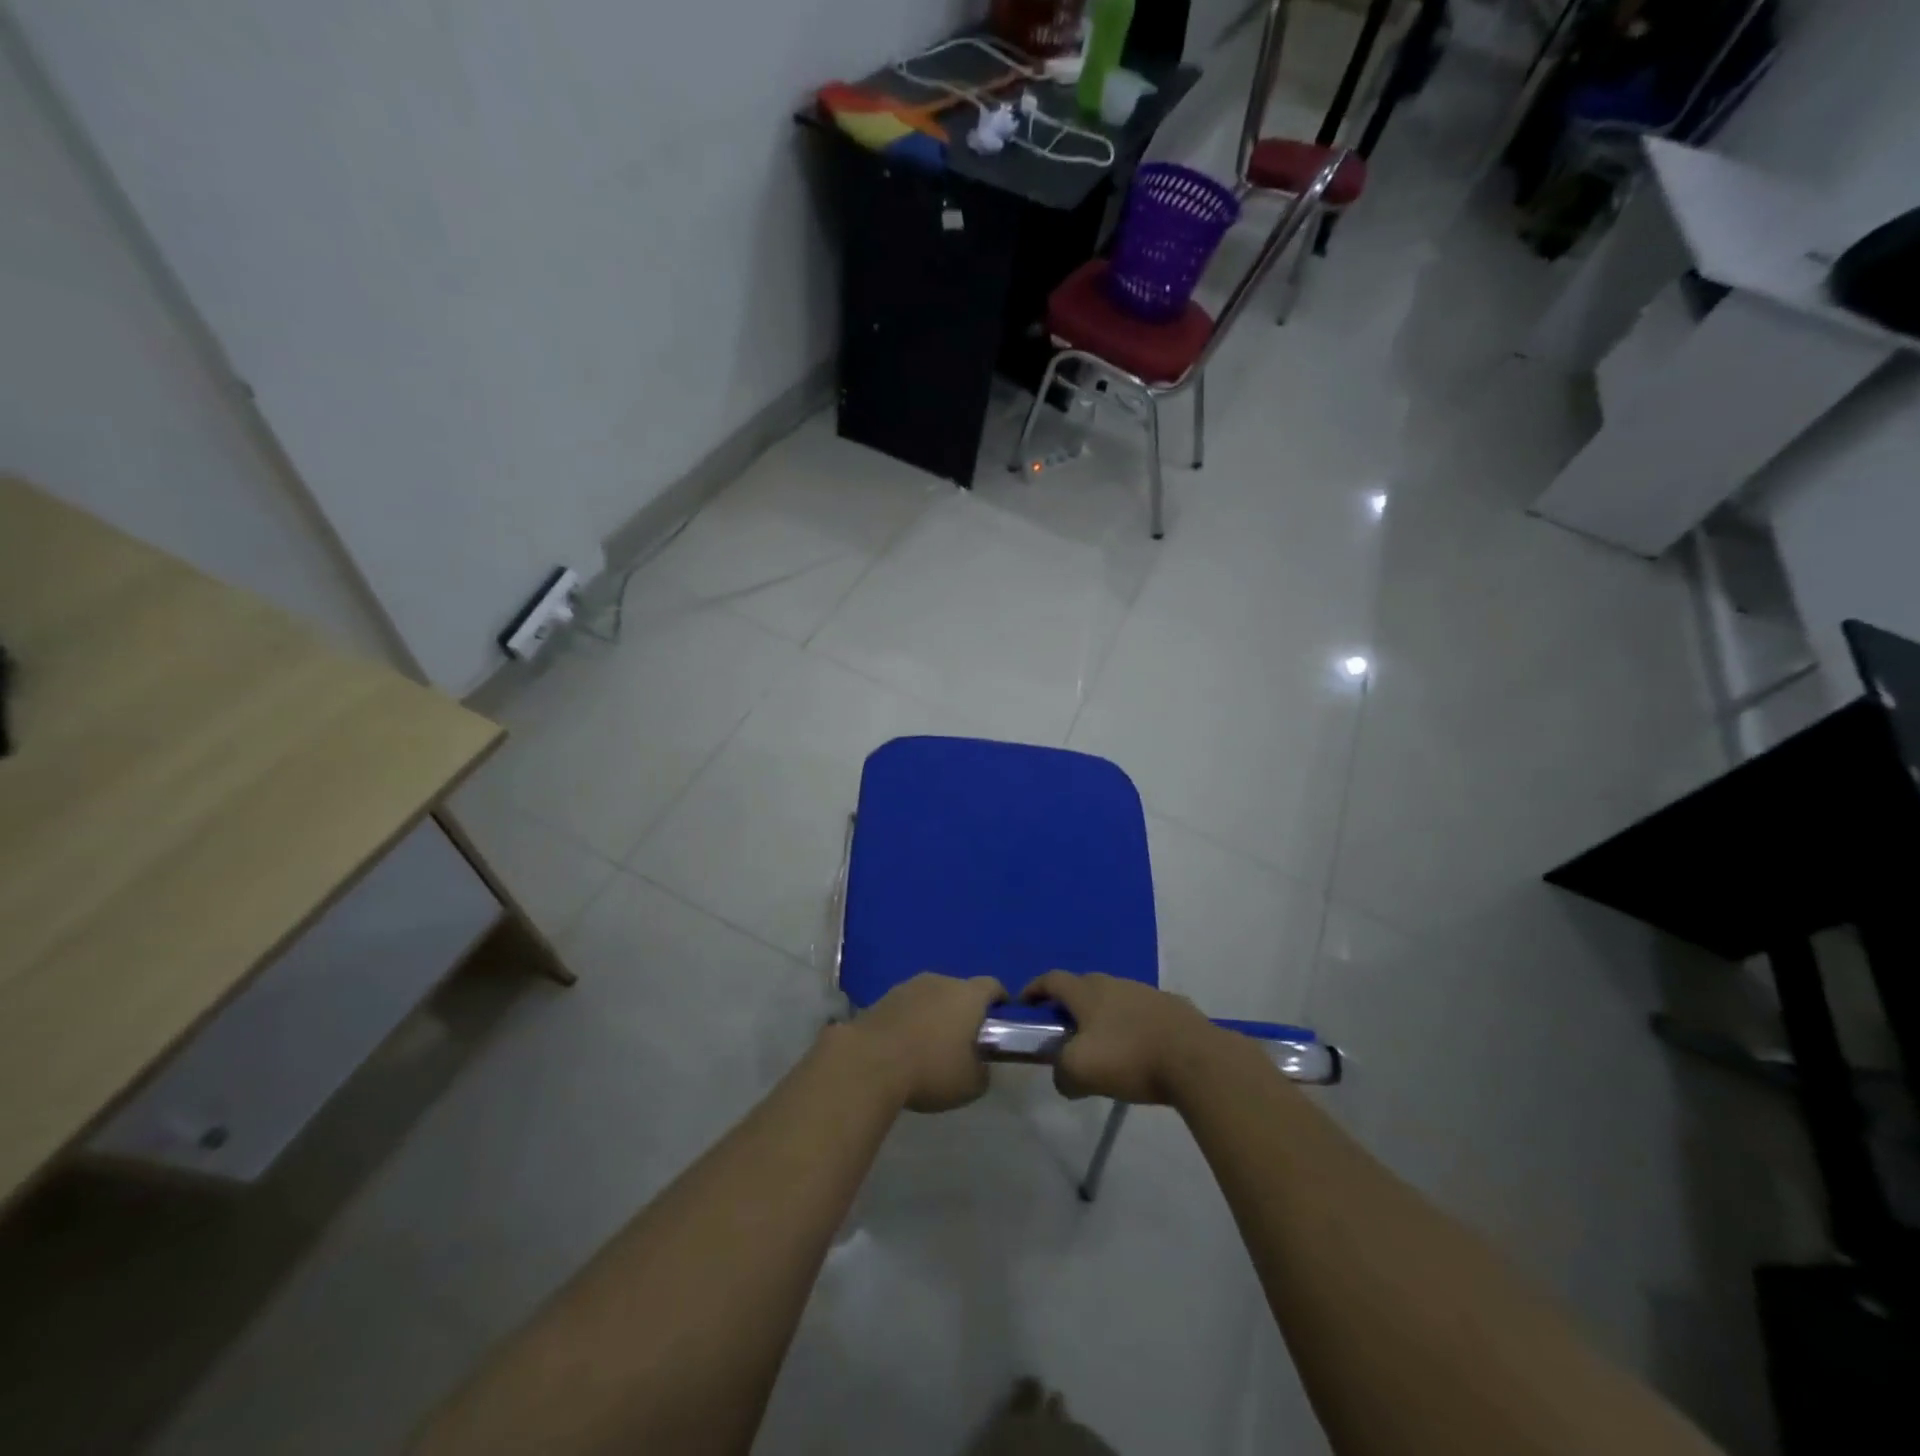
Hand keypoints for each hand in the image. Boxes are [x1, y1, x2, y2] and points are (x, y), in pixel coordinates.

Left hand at [843, 973, 1006, 1112]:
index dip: (1000, 1001)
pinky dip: (911, 1021)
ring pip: (931, 996)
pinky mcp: (883, 998)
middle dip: (964, 1011)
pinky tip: (905, 1047)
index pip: (993, 986)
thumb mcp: (971, 1084)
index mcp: (968, 995)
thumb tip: (980, 1066)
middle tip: (963, 1040)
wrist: (870, 1062)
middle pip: (960, 990)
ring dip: (934, 1014)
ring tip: (931, 1045)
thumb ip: (983, 1071)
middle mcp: (940, 981)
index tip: (1001, 1019)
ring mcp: (909, 986)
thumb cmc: (931, 1069)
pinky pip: (907, 1007)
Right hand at [1022, 971, 1223, 1105]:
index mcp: (1087, 992)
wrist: (1195, 1059)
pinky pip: (1142, 1012)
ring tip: (1105, 1045)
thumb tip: (1063, 1077)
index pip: (1052, 979)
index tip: (1025, 1004)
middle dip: (1069, 1003)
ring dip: (1103, 1015)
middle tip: (1064, 1030)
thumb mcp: (1081, 1072)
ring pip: (1115, 998)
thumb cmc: (1130, 1058)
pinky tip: (1140, 1050)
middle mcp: (1114, 983)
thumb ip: (1061, 1073)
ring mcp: (1146, 992)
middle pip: (1083, 986)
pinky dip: (1132, 1025)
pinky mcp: (1172, 1007)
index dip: (1035, 989)